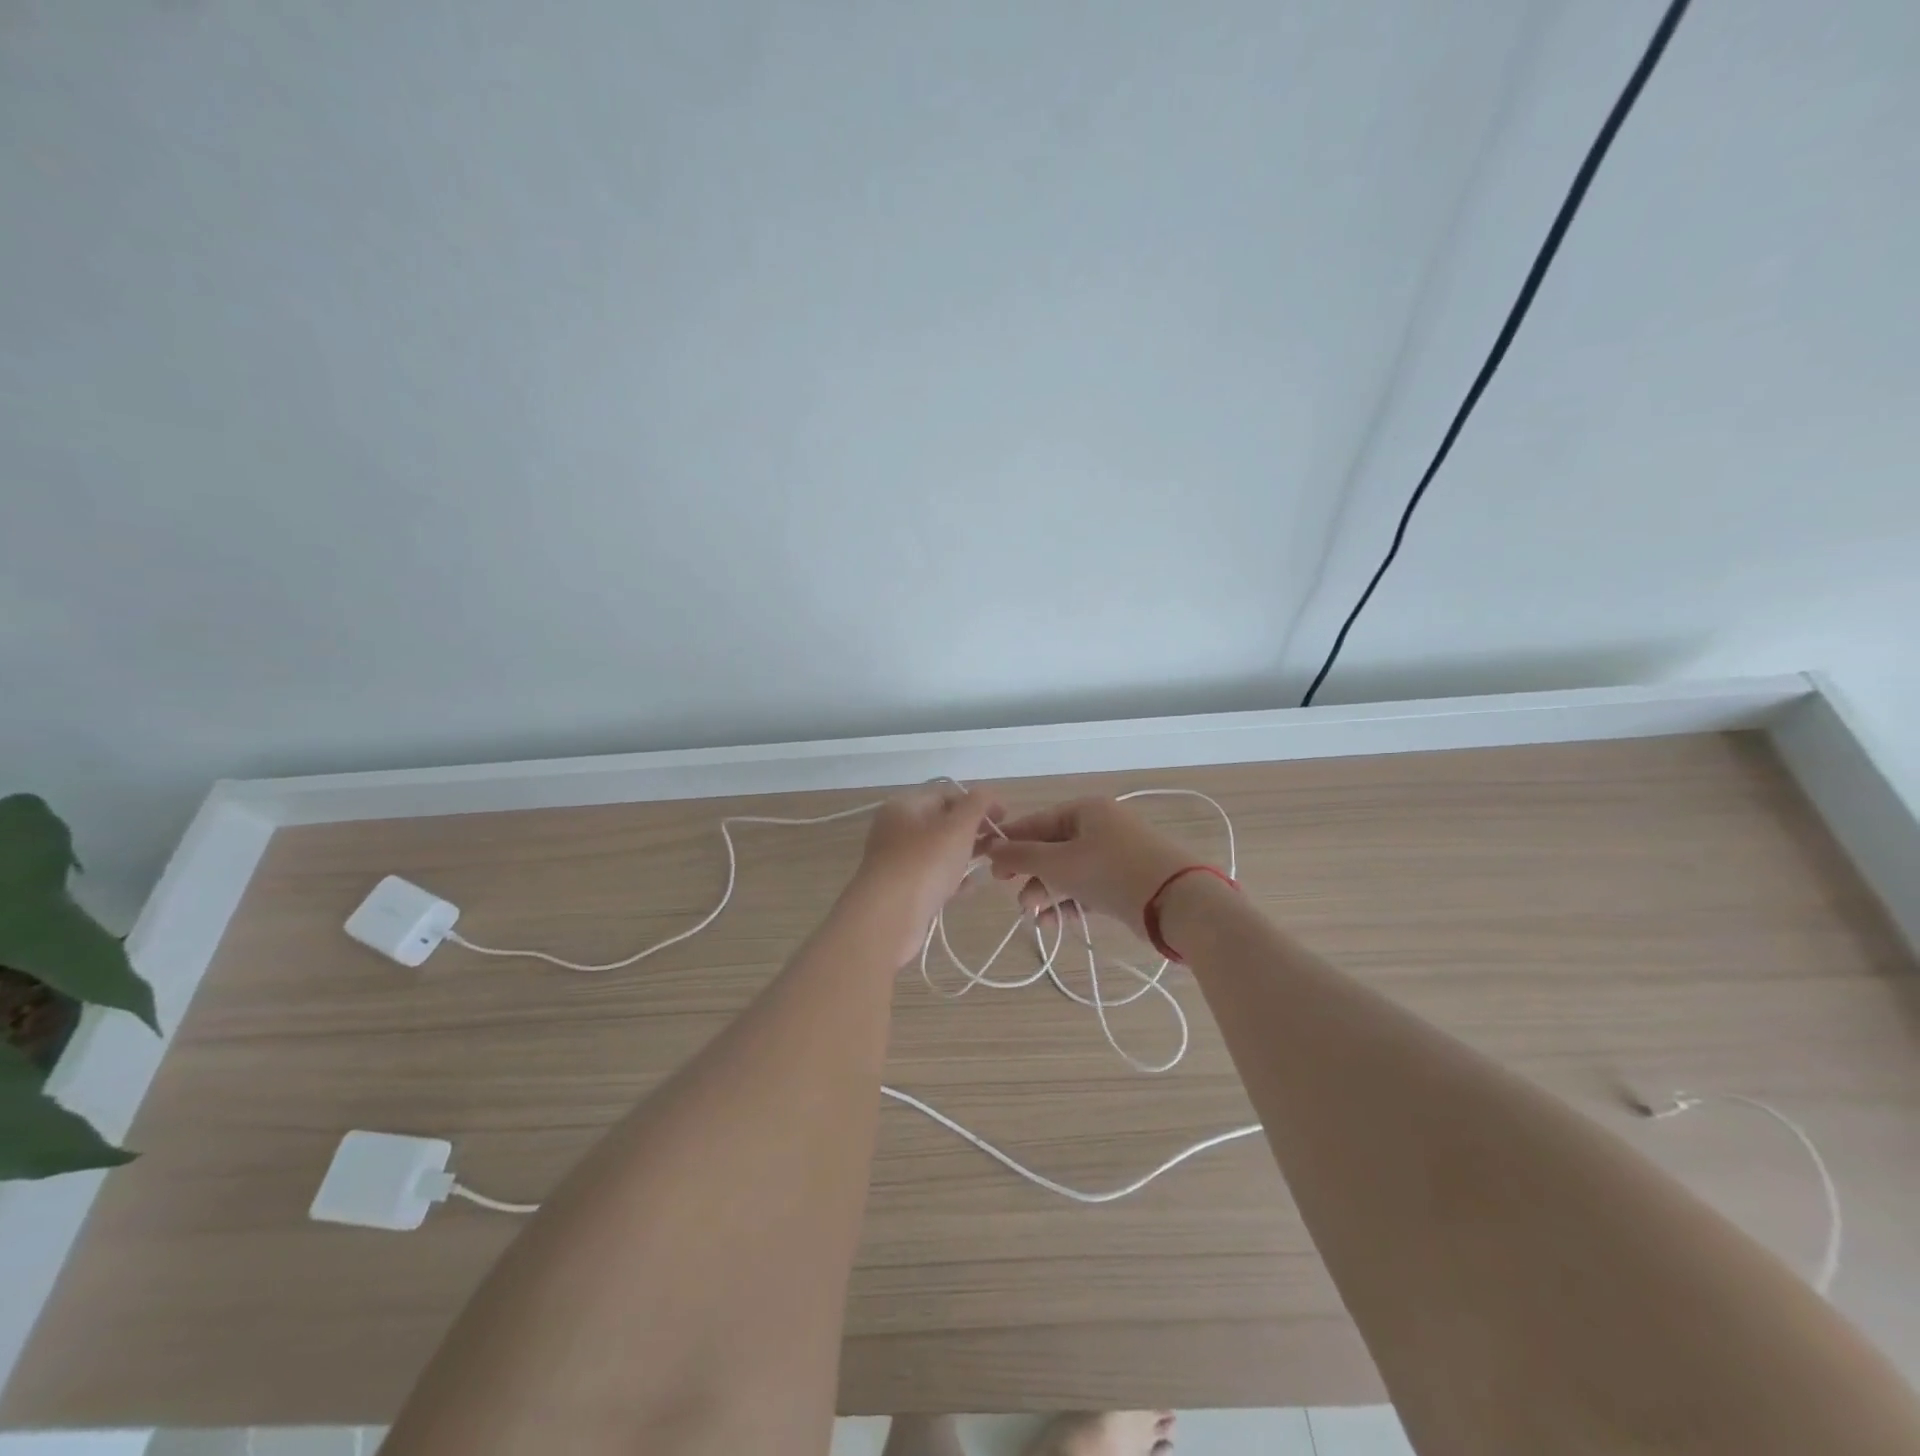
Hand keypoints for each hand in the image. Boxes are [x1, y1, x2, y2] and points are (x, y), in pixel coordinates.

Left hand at [854, 783, 1002, 963]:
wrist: (888, 918)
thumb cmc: (925, 863)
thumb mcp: (958, 827)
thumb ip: (977, 805)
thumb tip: (987, 794)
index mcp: (905, 806)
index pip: (946, 794)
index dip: (977, 802)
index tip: (1004, 818)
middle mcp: (896, 829)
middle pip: (942, 822)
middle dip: (972, 830)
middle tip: (999, 843)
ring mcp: (896, 861)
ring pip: (938, 851)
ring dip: (964, 855)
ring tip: (991, 864)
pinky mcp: (901, 889)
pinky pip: (932, 877)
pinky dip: (952, 879)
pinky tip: (970, 887)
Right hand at [983, 797, 1197, 938]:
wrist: (1176, 902)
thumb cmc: (1111, 872)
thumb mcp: (1059, 863)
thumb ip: (1021, 856)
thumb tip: (991, 848)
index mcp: (1085, 811)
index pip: (1037, 821)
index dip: (1009, 841)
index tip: (986, 862)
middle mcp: (1100, 827)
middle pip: (1051, 847)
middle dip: (1029, 872)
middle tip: (1009, 891)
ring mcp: (1114, 854)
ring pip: (1068, 870)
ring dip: (1046, 891)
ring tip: (1031, 914)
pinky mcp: (1124, 881)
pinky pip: (1086, 887)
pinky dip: (1068, 902)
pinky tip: (1052, 923)